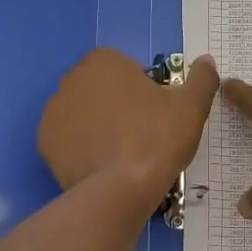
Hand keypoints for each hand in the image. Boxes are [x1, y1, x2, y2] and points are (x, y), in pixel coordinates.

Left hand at [39, 49, 219, 207]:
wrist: (121, 189)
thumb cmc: (157, 138)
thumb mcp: (191, 106)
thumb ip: (201, 78)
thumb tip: (206, 61)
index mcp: (103, 62)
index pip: (125, 69)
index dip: (143, 89)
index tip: (156, 113)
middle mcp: (71, 79)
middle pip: (101, 89)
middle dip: (117, 105)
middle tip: (141, 133)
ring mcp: (53, 111)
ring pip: (83, 114)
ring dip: (98, 126)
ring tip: (121, 153)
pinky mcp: (44, 142)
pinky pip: (68, 139)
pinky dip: (82, 148)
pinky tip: (101, 165)